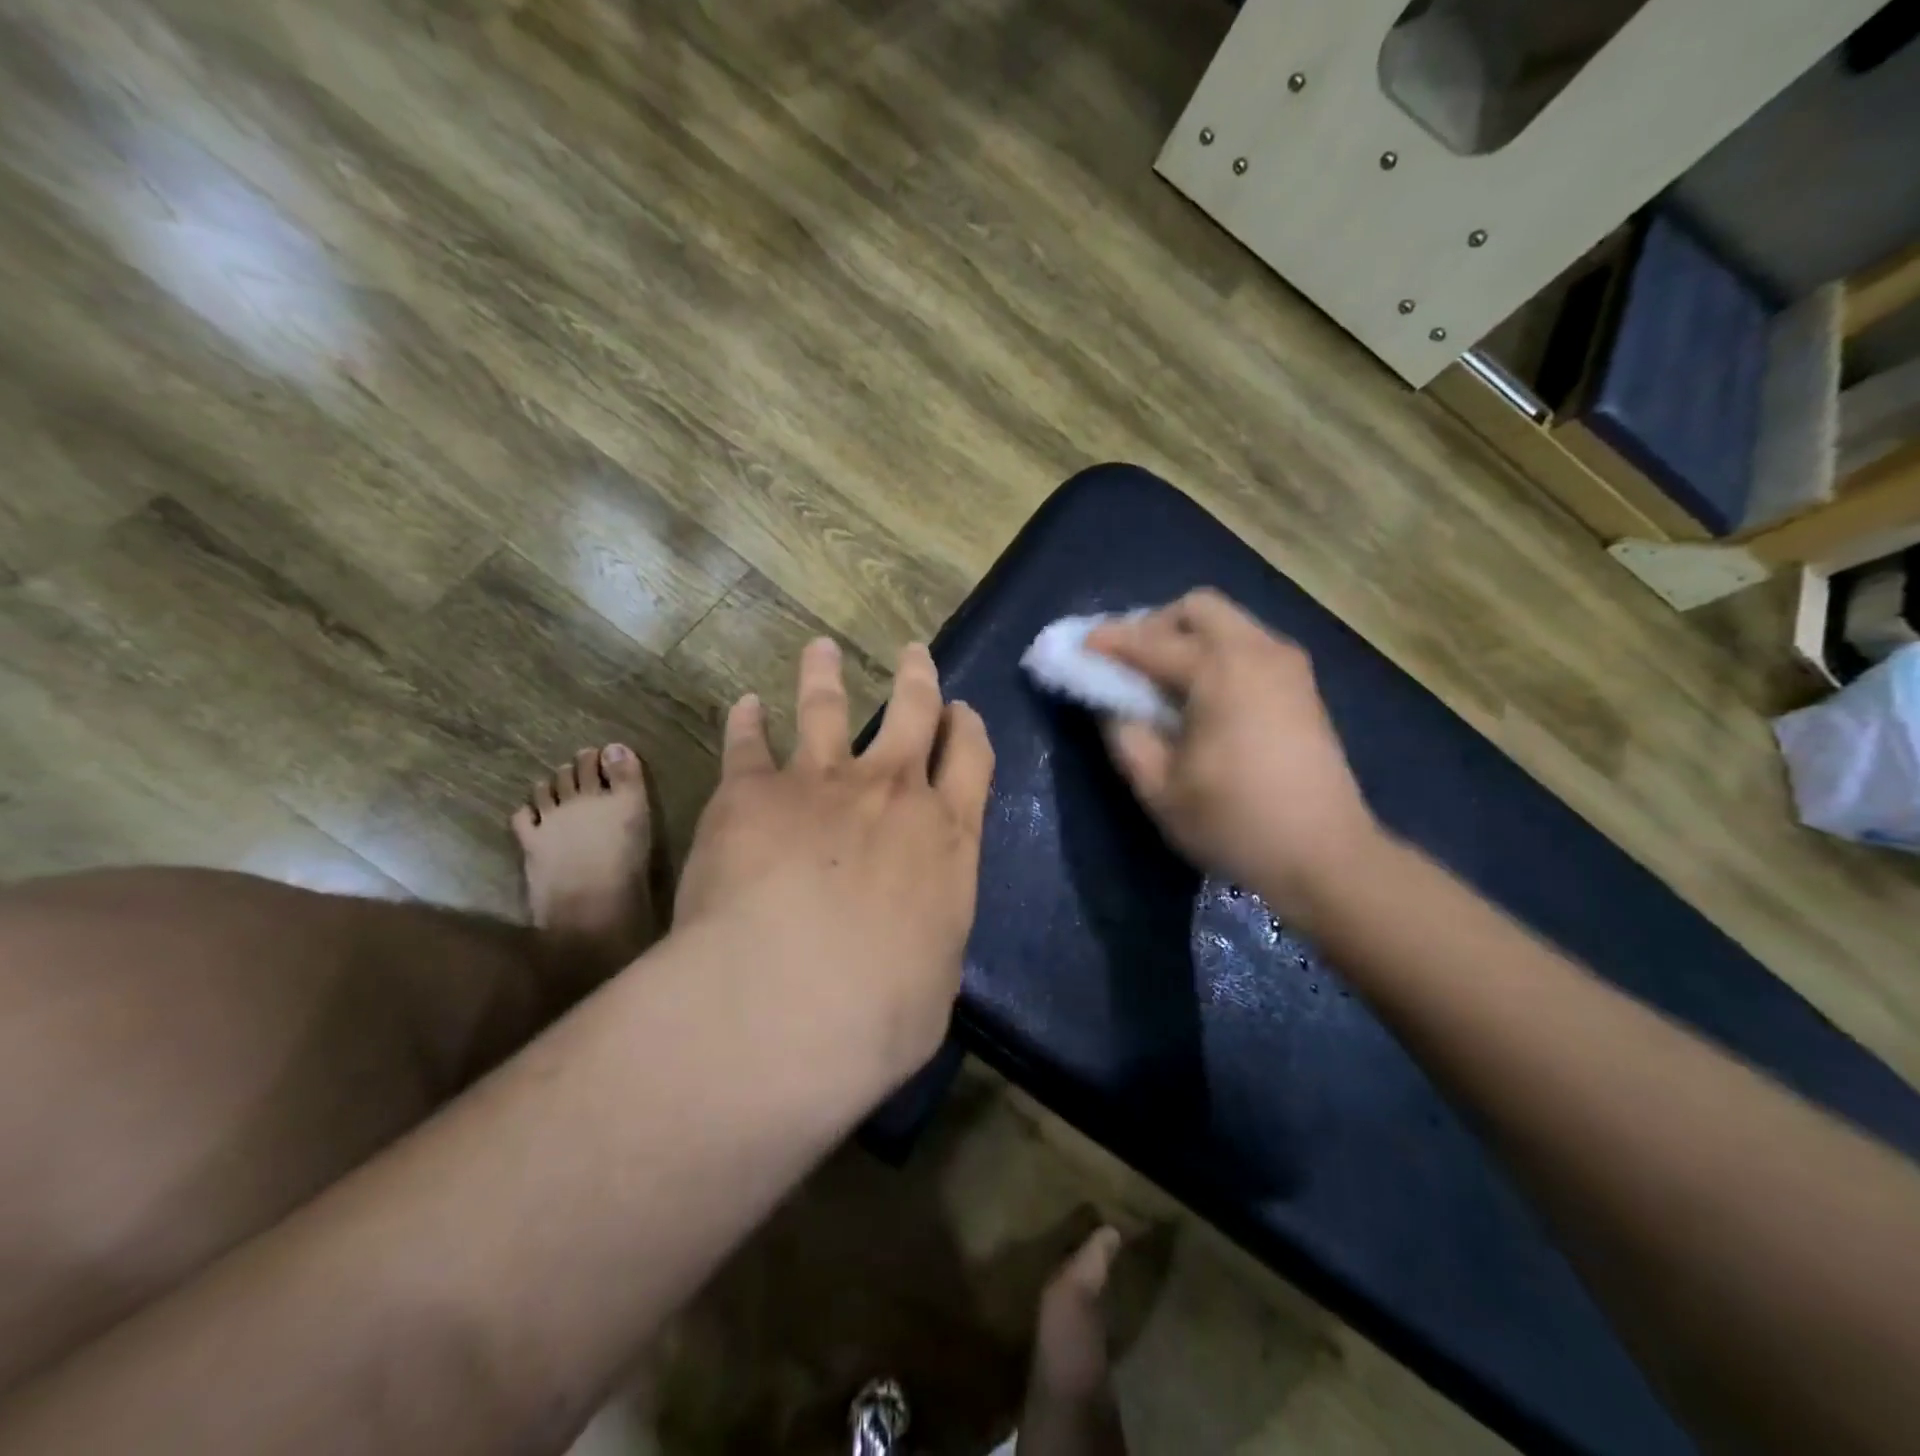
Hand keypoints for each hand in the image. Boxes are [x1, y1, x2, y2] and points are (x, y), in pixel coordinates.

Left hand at [673, 637, 994, 1081]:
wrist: (787, 1001)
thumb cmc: (879, 1013)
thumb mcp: (935, 980)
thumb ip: (929, 937)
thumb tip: (918, 934)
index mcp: (946, 836)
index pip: (971, 760)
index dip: (967, 728)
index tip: (962, 710)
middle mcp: (891, 793)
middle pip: (913, 712)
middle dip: (917, 677)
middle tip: (913, 653)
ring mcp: (820, 782)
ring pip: (829, 708)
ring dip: (826, 674)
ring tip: (820, 649)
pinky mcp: (752, 791)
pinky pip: (748, 742)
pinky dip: (747, 721)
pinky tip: (745, 705)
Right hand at [1088, 589, 1380, 924]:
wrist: (1326, 856)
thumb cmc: (1234, 823)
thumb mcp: (1159, 788)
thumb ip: (1124, 734)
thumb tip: (1110, 702)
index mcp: (1220, 671)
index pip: (1150, 641)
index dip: (1108, 642)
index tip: (1079, 647)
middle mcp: (1258, 651)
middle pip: (1197, 607)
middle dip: (1154, 625)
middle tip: (1129, 663)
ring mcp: (1287, 664)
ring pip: (1227, 622)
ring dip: (1186, 637)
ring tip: (1160, 679)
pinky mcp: (1302, 684)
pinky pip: (1247, 644)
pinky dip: (1215, 652)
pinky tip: (1200, 693)